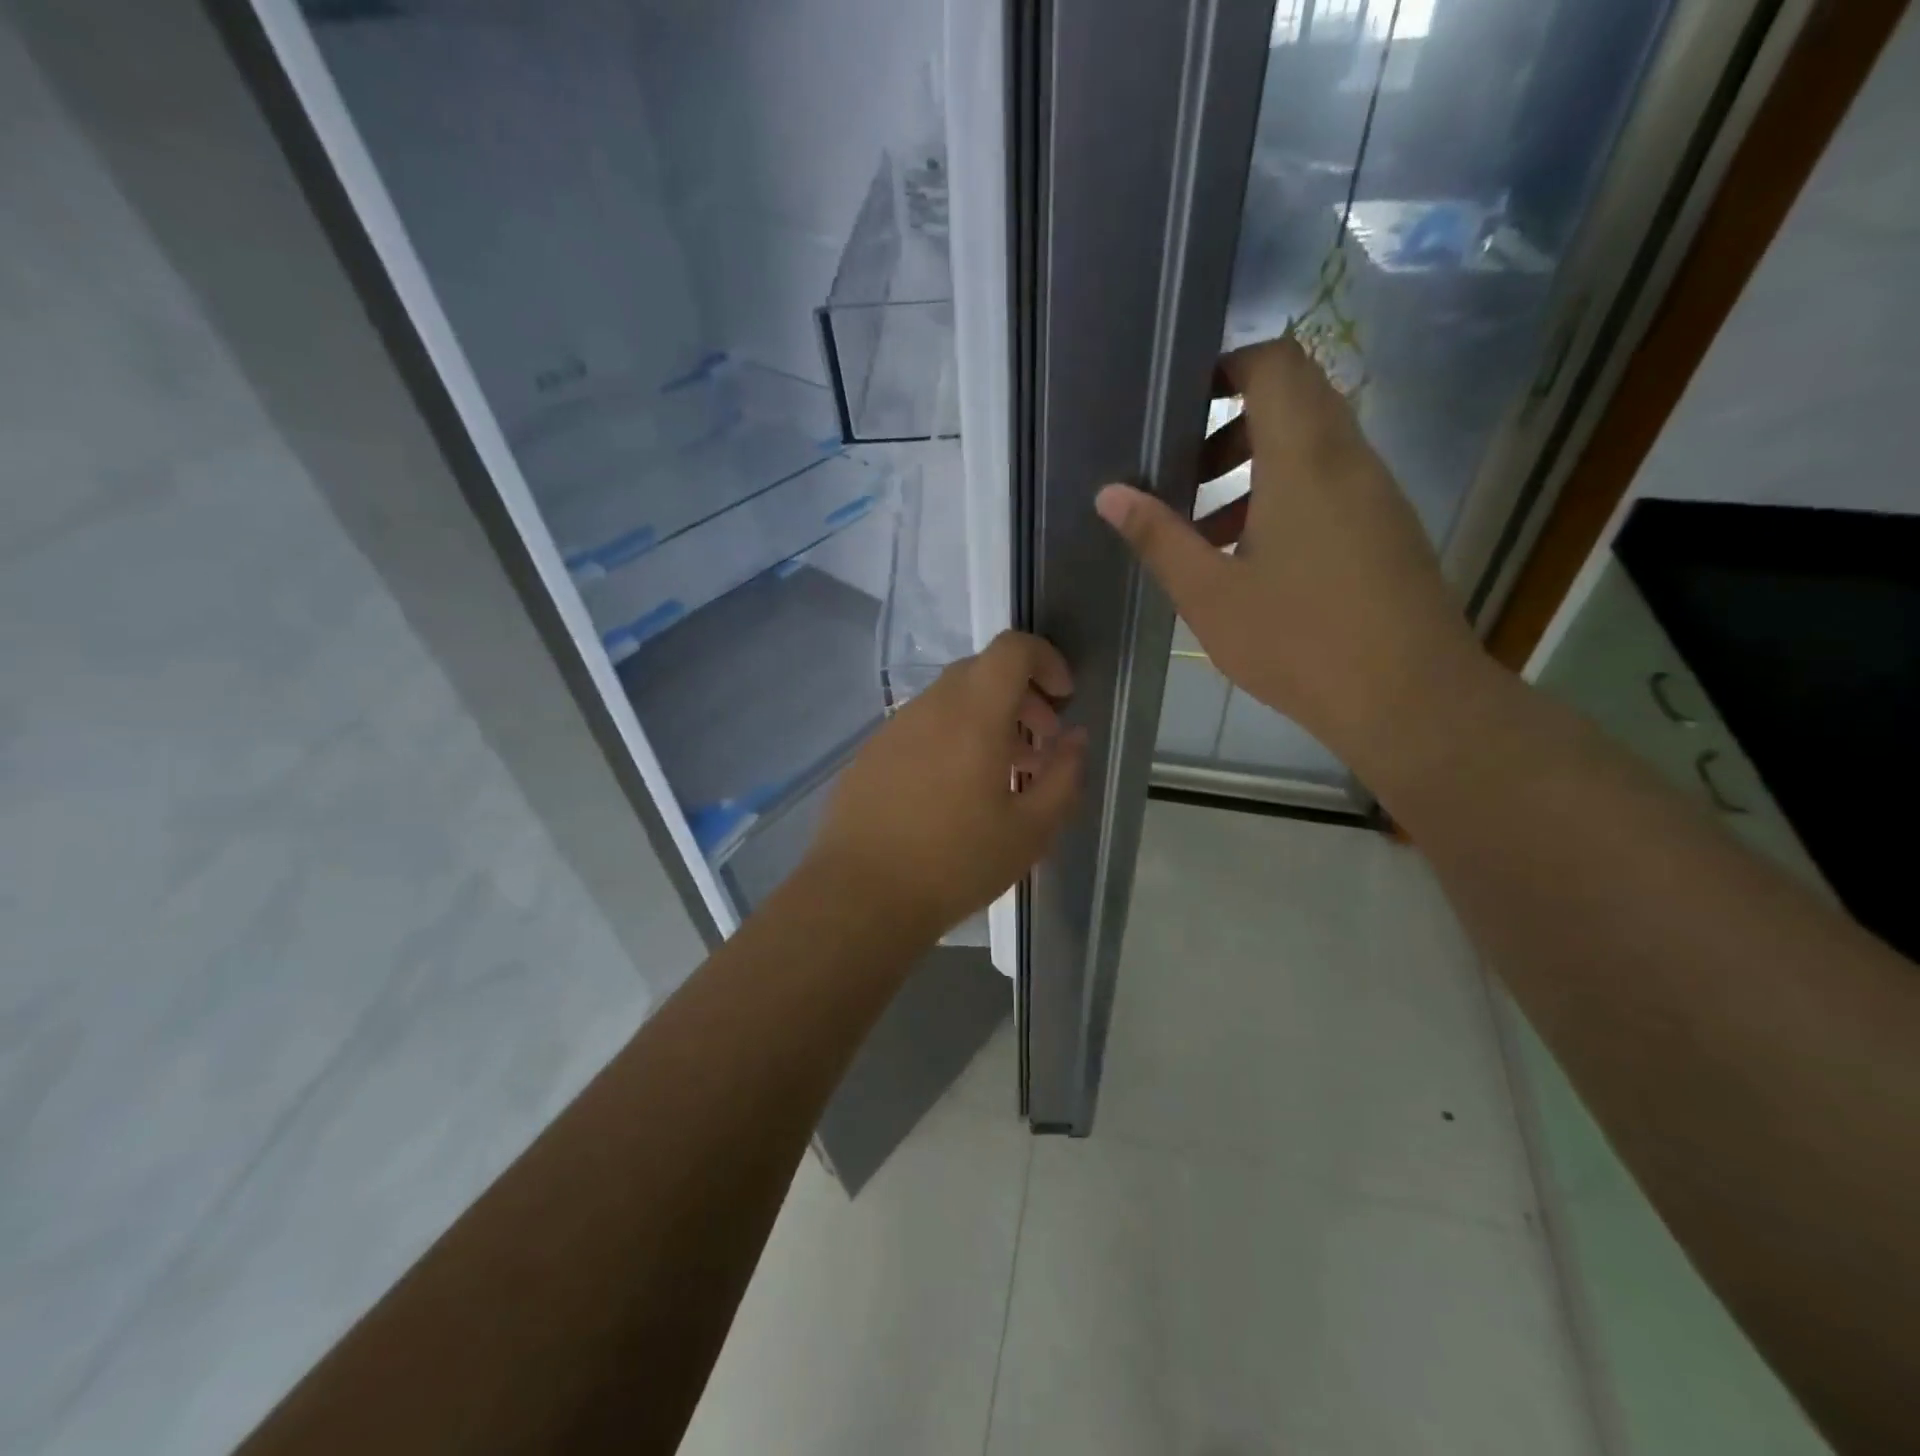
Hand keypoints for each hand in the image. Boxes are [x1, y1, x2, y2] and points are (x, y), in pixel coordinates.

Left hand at [806, 631, 1088, 940]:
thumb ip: (1064, 776)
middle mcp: (929, 707)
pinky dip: (950, 738)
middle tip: (1040, 743)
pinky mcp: (870, 754)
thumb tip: (1075, 740)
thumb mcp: (1031, 830)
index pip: (1011, 648)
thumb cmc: (955, 863)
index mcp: (972, 714)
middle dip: (1021, 696)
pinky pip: (921, 728)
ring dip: (985, 721)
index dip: (1046, 659)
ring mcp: (893, 729)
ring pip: (949, 702)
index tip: (1063, 698)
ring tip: (1002, 775)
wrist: (860, 897)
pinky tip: (953, 793)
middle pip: (981, 672)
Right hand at [1095, 336, 1483, 773]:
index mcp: (1303, 459)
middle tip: (1185, 470)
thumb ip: (1159, 537)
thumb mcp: (1209, 594)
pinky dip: (1287, 493)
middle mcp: (1348, 458)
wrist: (1408, 697)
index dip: (1226, 367)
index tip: (1181, 404)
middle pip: (1295, 398)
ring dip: (1256, 464)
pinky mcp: (1387, 526)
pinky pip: (1333, 481)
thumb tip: (1109, 494)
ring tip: (1207, 526)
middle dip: (1232, 422)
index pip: (1275, 364)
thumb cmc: (1298, 641)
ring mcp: (1376, 492)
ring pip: (1313, 443)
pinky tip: (1252, 558)